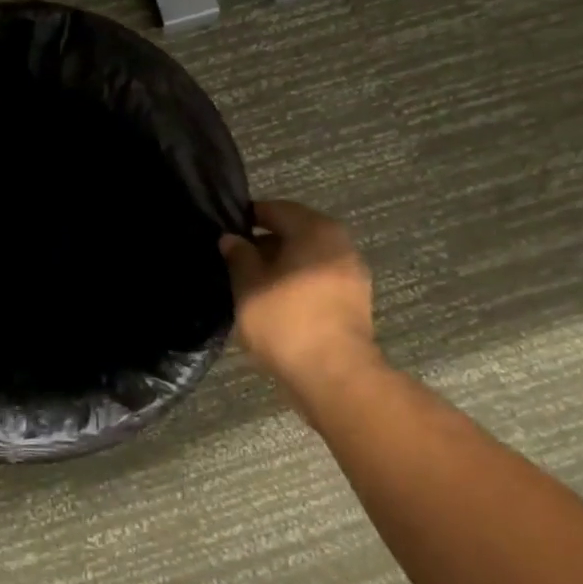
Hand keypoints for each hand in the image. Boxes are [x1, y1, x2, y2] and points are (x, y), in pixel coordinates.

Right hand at [221, 200, 381, 391]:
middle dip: (266, 242)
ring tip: (252, 282)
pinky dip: (297, 281)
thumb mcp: (248, 286)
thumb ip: (238, 256)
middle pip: (296, 231)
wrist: (334, 374)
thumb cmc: (285, 321)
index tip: (226, 230)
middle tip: (236, 258)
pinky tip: (276, 300)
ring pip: (308, 256)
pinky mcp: (355, 300)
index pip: (277, 209)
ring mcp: (353, 272)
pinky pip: (319, 278)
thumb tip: (231, 238)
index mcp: (316, 230)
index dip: (249, 217)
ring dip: (282, 264)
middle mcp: (341, 243)